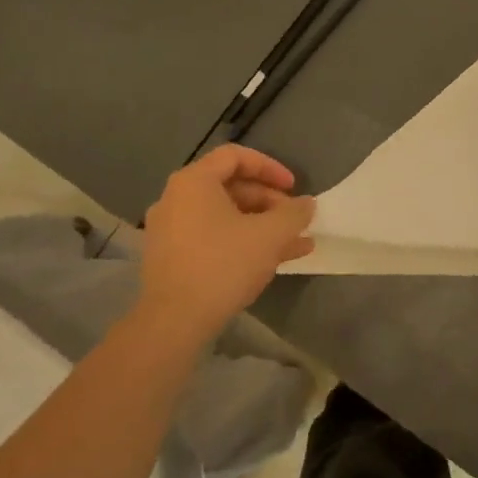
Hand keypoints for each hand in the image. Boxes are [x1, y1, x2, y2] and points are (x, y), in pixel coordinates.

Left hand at [131, 146, 315, 355]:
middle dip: (269, 201)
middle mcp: (176, 200)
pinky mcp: (172, 258)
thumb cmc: (224, 264)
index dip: (270, 167)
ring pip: (225, 216)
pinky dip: (242, 241)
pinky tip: (274, 260)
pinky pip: (213, 238)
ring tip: (296, 242)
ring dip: (262, 225)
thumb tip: (306, 204)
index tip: (293, 187)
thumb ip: (294, 213)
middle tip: (294, 219)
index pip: (235, 157)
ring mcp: (170, 231)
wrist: (175, 321)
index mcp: (194, 182)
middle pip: (230, 187)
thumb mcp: (271, 235)